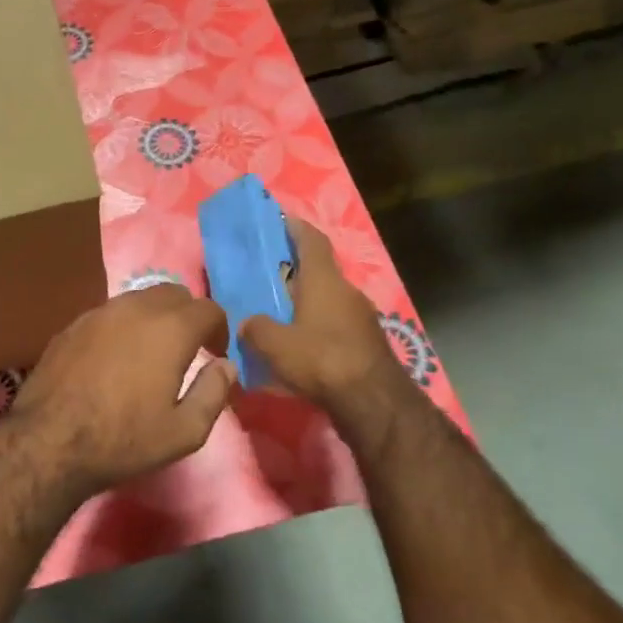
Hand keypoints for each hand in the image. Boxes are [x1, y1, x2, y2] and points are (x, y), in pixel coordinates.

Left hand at [0, 284, 235, 500]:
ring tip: (152, 351)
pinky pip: (110, 313)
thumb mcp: (184, 431)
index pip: (208, 309)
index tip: (215, 354)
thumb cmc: (124, 439)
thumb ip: (214, 392)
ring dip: (155, 316)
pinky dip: (124, 325)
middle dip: (188, 315)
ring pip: (139, 298)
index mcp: (170, 329)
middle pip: (174, 293)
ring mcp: (100, 312)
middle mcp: (136, 308)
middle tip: (188, 348)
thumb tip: (227, 366)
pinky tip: (116, 356)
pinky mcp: (73, 324)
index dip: (219, 329)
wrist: (50, 441)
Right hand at [241, 219, 423, 452]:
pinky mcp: (367, 343)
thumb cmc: (321, 359)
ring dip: (305, 304)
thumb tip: (247, 324)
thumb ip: (256, 329)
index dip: (295, 226)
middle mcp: (346, 291)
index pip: (312, 240)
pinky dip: (317, 329)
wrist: (374, 402)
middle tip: (266, 278)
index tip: (278, 219)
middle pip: (319, 271)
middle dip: (294, 272)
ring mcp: (361, 318)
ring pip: (327, 300)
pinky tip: (300, 349)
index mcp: (324, 280)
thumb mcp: (275, 344)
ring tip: (279, 317)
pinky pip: (336, 326)